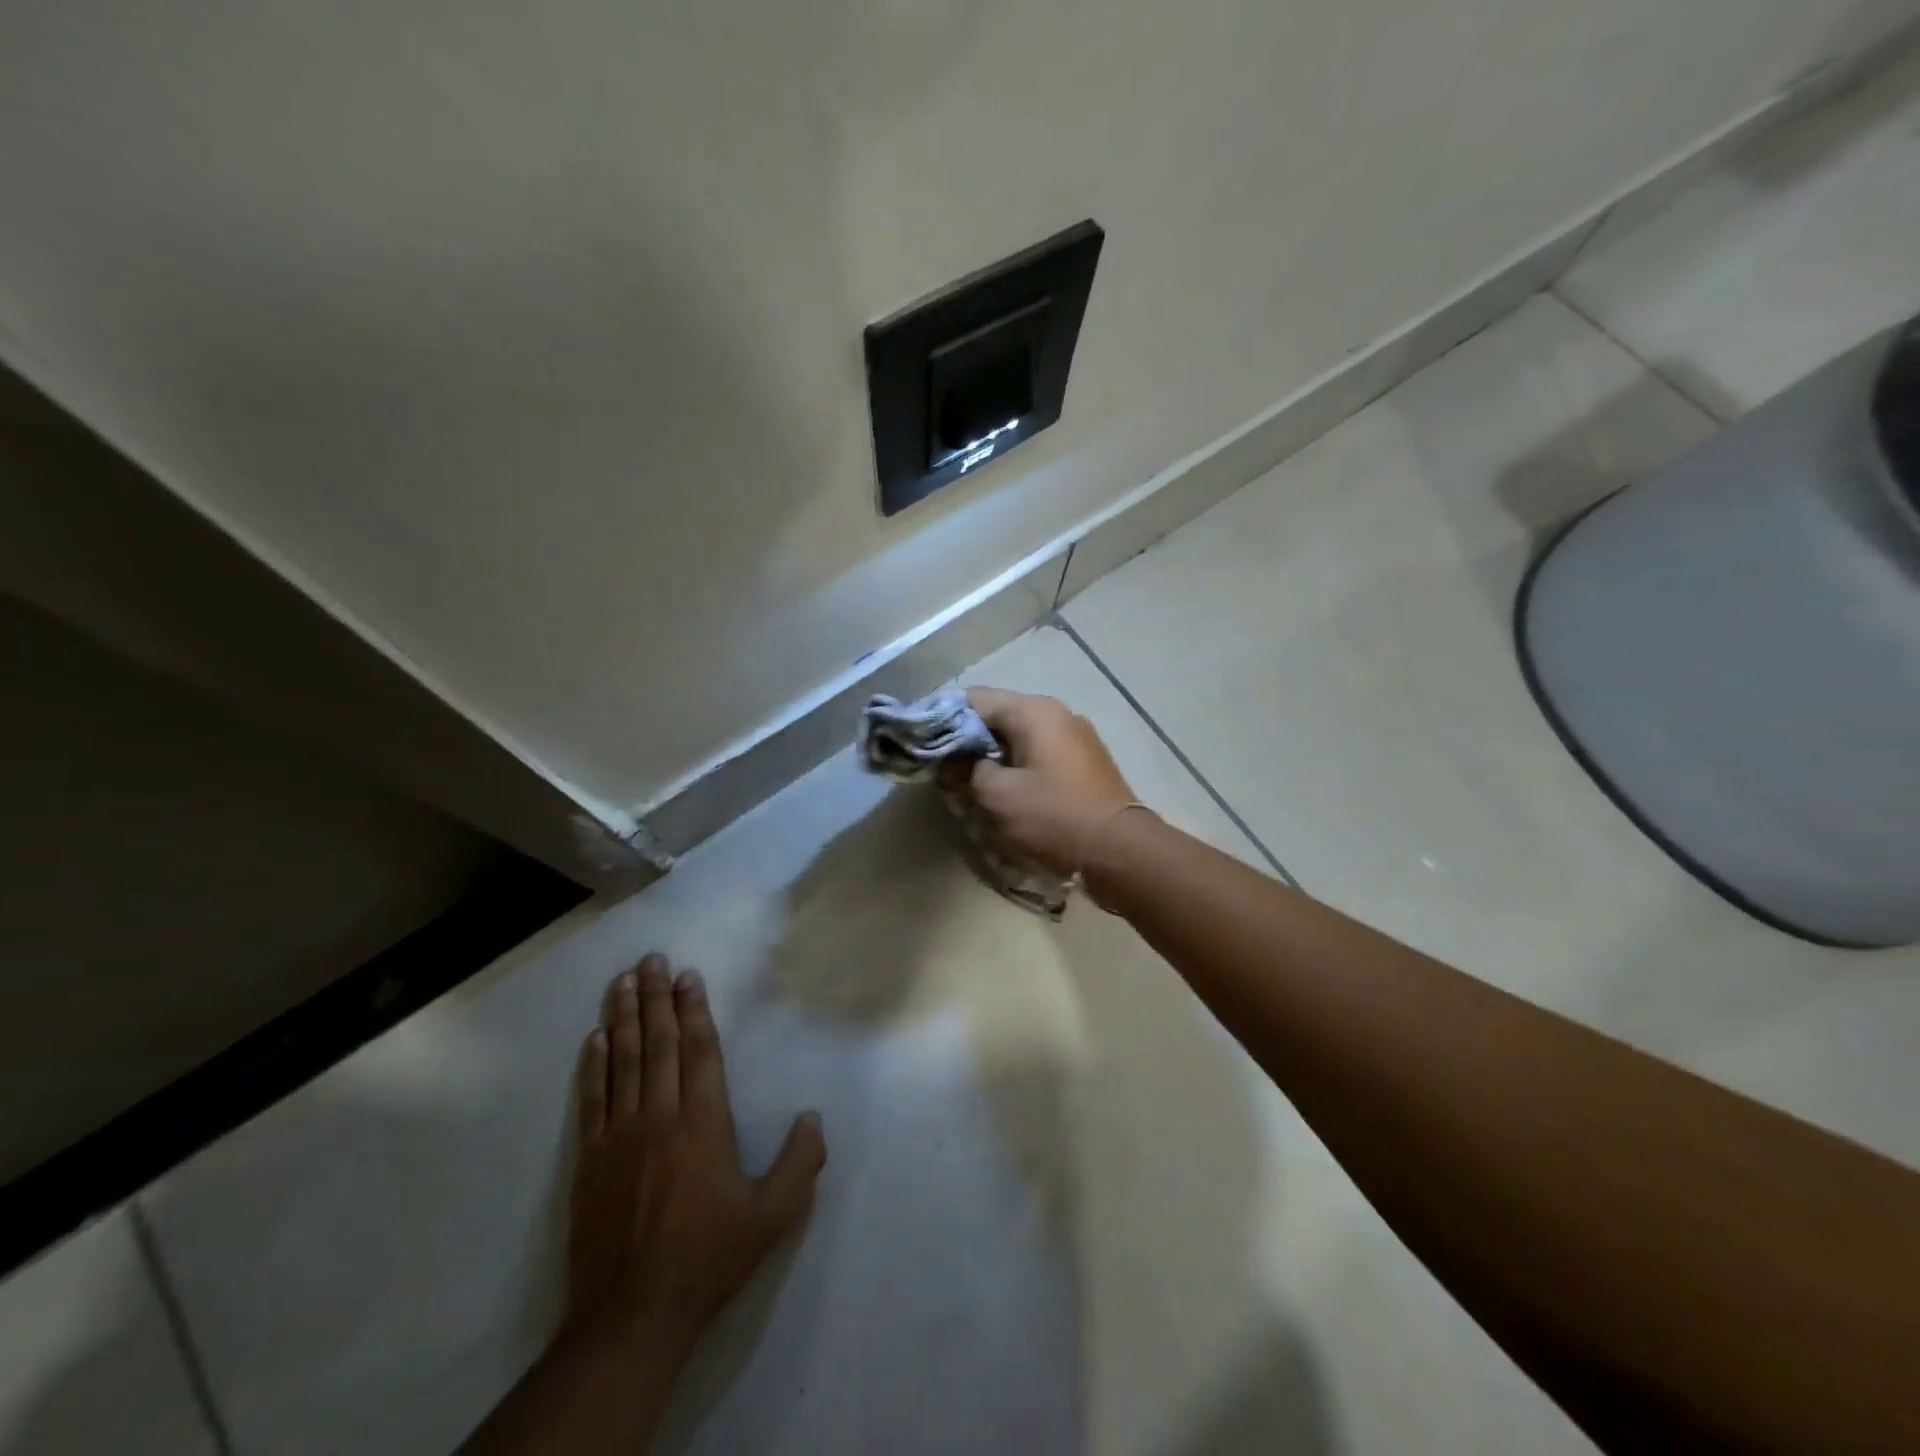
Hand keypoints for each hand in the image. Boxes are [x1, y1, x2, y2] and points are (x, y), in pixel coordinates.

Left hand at [566, 955, 826, 1359]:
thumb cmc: (707, 1258)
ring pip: (622, 1061)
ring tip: (623, 981)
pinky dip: (592, 1065)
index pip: (699, 1050)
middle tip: (651, 958)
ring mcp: (619, 1135)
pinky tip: (594, 1038)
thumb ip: (800, 1163)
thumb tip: (814, 1116)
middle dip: (656, 997)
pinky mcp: (589, 1160)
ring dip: (623, 1017)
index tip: (688, 975)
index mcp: (704, 1123)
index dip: (694, 1009)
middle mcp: (660, 1116)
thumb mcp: (773, 1217)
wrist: (630, 1317)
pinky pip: (591, 1099)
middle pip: (658, 1044)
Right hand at [946, 687, 1140, 876]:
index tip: (923, 744)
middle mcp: (1056, 713)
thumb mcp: (997, 796)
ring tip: (971, 785)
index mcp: (1033, 711)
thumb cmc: (1053, 817)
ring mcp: (1075, 737)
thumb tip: (951, 764)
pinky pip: (1039, 754)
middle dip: (968, 741)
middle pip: (997, 716)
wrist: (1121, 850)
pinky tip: (1006, 793)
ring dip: (992, 756)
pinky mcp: (1084, 762)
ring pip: (1018, 737)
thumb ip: (966, 771)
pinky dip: (1017, 766)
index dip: (943, 720)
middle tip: (944, 770)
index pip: (973, 699)